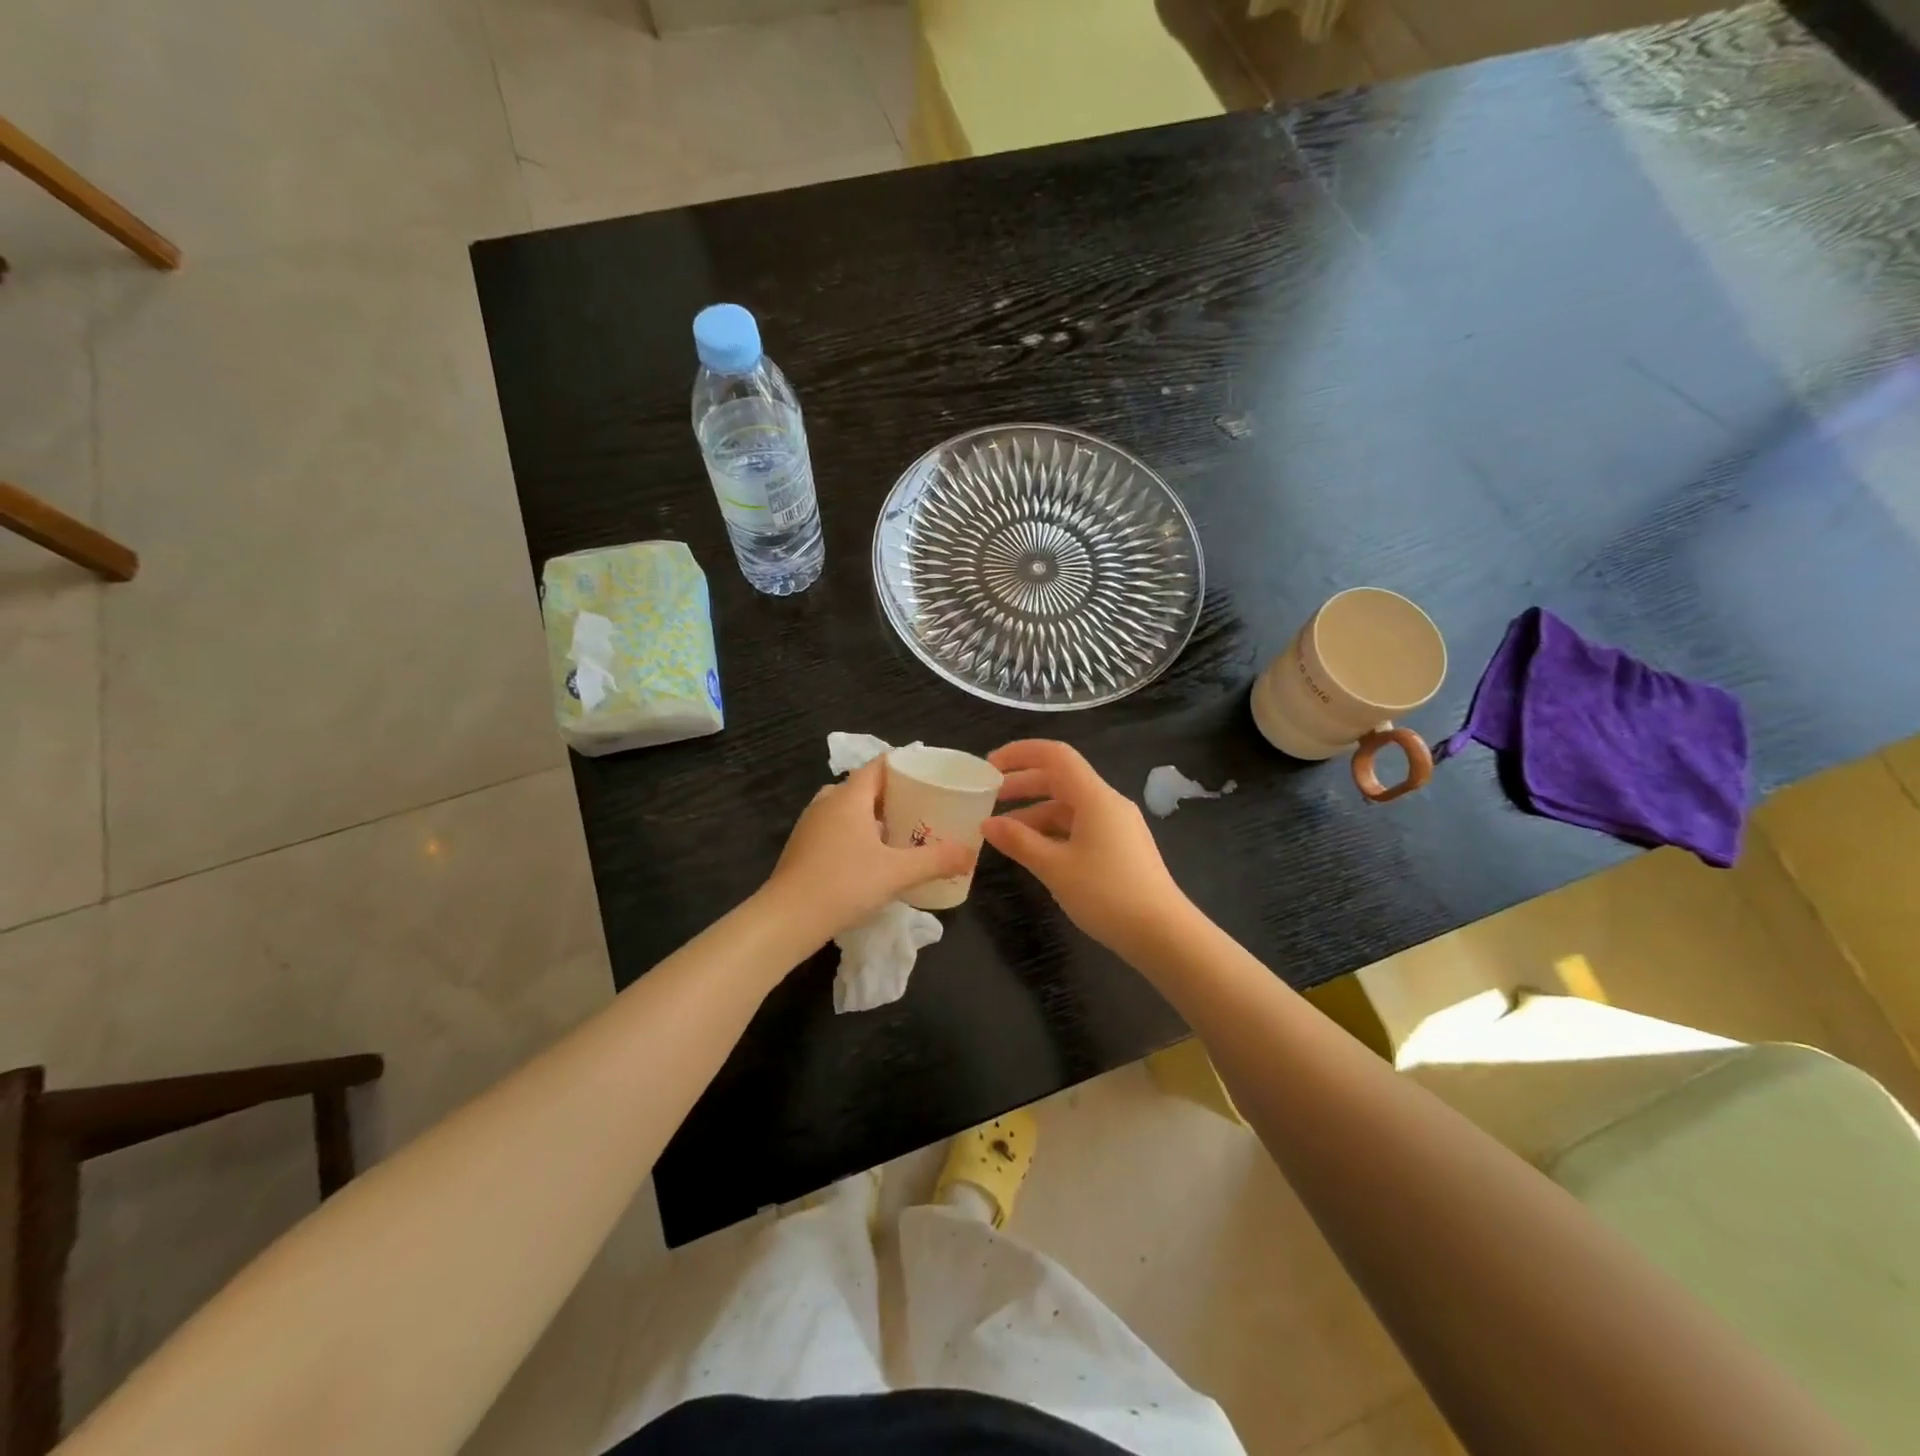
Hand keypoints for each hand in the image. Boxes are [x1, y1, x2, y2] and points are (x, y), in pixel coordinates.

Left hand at [765, 759, 970, 941]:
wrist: (786, 920)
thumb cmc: (843, 884)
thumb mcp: (897, 873)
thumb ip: (936, 860)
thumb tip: (970, 854)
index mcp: (848, 797)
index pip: (878, 766)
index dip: (904, 766)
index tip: (929, 774)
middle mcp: (827, 803)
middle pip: (864, 787)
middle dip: (892, 794)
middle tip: (921, 807)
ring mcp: (810, 826)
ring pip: (847, 810)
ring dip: (873, 817)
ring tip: (901, 832)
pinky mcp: (802, 849)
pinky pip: (836, 830)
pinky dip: (856, 835)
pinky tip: (872, 858)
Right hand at [981, 740, 1190, 955]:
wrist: (1163, 934)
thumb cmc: (1107, 894)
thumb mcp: (1055, 868)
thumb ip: (1019, 841)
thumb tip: (987, 823)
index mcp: (1095, 797)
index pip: (1054, 755)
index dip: (1019, 753)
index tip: (989, 766)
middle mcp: (1108, 803)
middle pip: (1060, 779)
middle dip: (1022, 785)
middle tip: (988, 798)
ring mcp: (1117, 826)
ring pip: (1069, 806)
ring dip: (1035, 812)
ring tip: (1003, 832)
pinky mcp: (1120, 848)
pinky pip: (1080, 826)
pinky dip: (1052, 831)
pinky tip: (1034, 851)